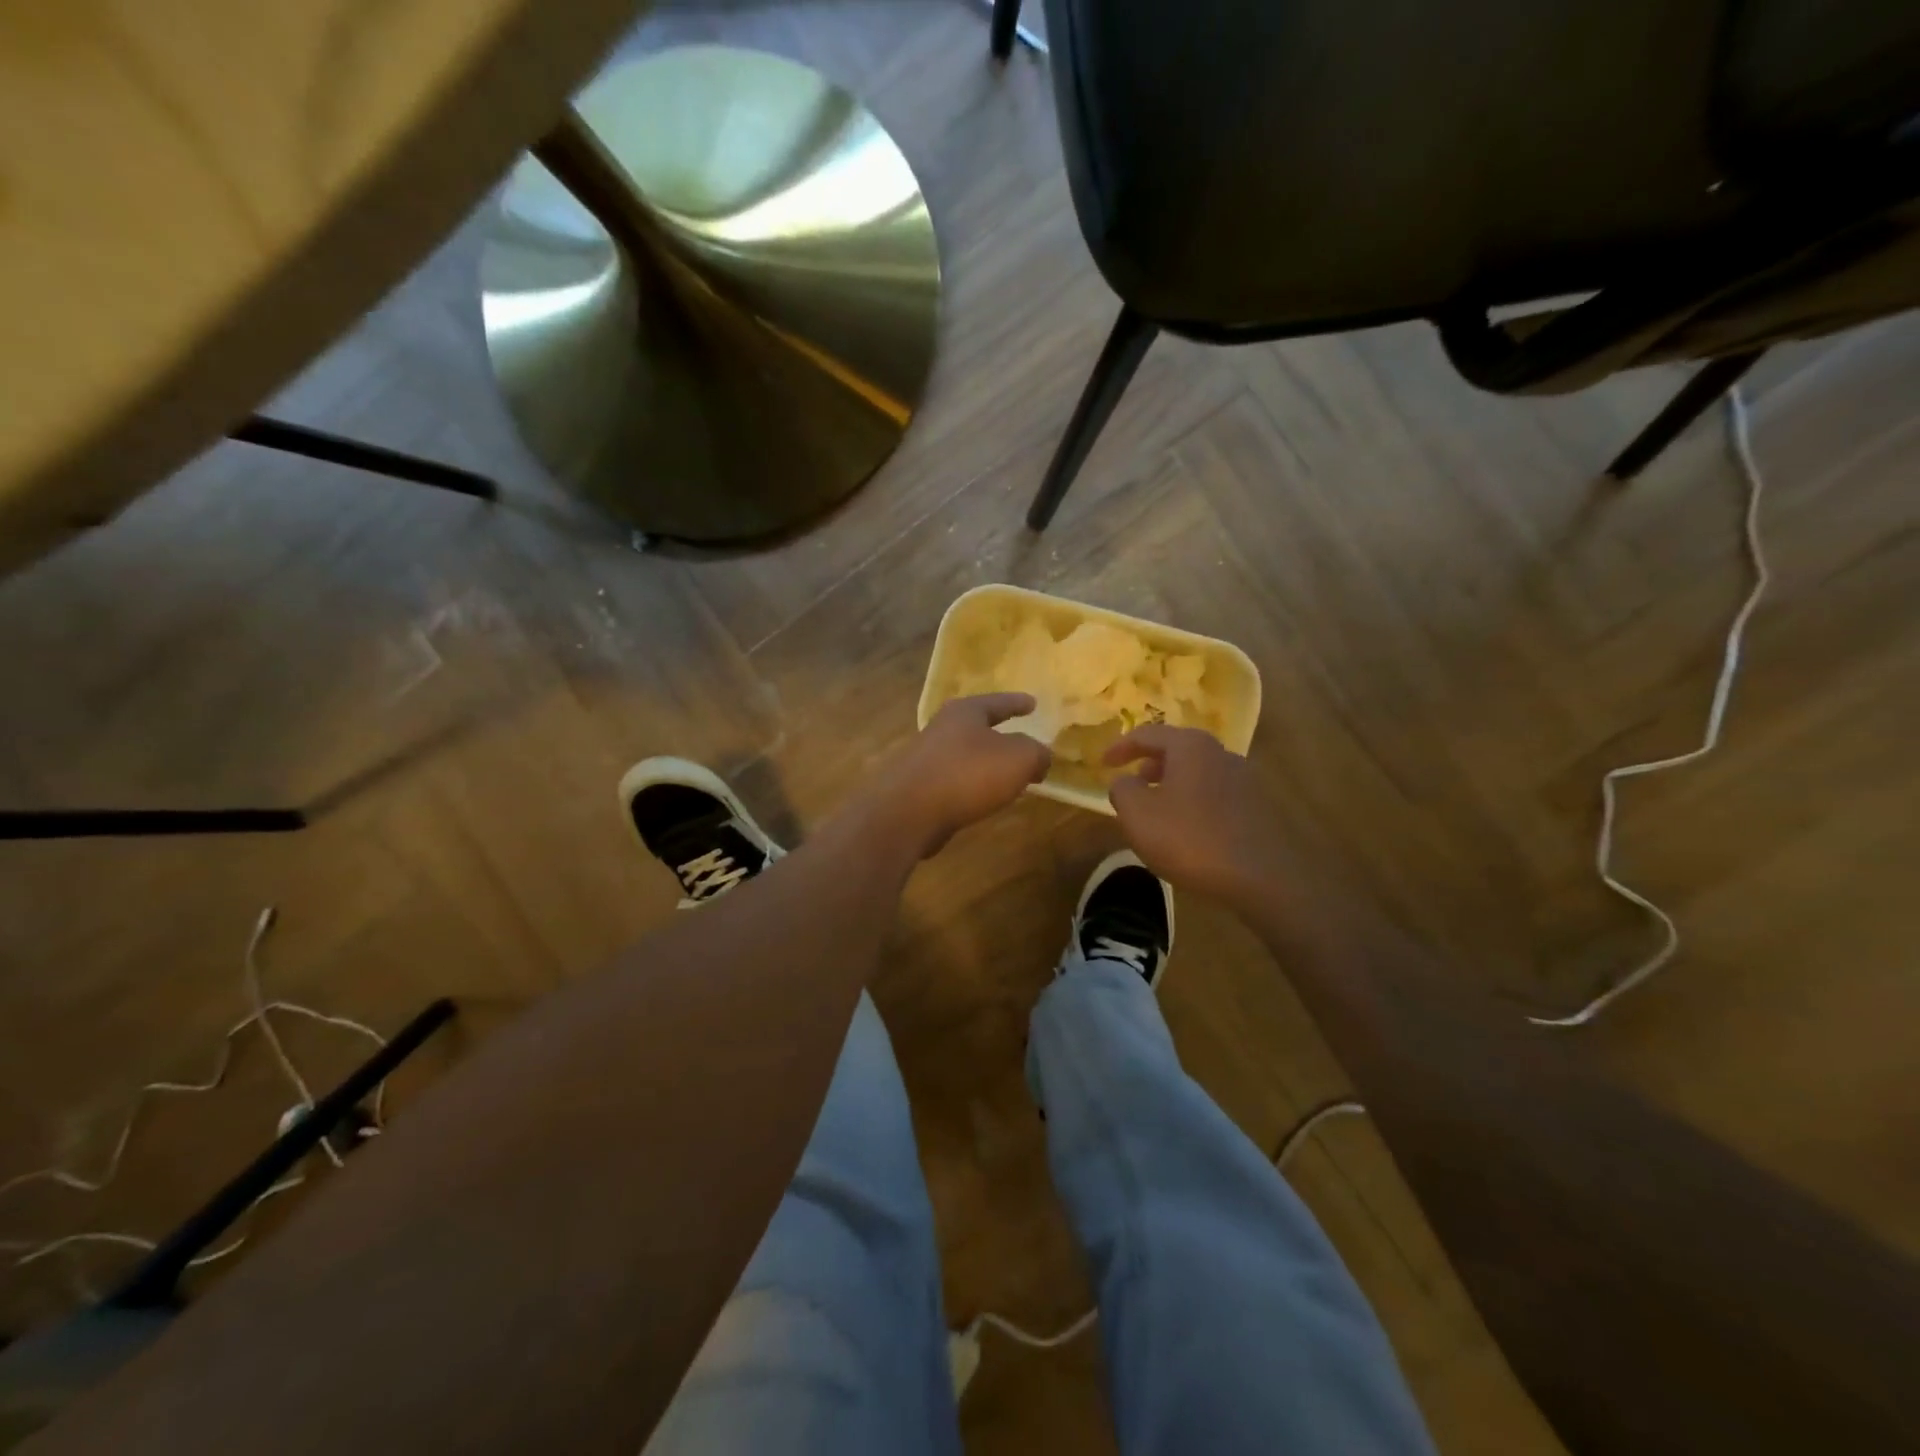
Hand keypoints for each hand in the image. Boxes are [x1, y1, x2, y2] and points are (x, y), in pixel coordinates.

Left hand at [855, 694, 1051, 858]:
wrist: (908, 812)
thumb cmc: (967, 774)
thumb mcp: (1018, 759)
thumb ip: (1037, 753)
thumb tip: (1040, 757)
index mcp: (965, 712)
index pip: (997, 702)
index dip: (1017, 702)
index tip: (1032, 703)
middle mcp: (941, 729)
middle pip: (976, 727)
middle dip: (999, 734)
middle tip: (1021, 741)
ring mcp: (925, 759)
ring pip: (964, 755)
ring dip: (984, 764)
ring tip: (1006, 776)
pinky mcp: (917, 788)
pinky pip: (954, 781)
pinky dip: (971, 786)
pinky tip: (982, 800)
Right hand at [1104, 725, 1288, 911]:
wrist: (1260, 877)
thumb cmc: (1190, 838)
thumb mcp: (1137, 814)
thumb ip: (1122, 789)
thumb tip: (1125, 781)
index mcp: (1190, 746)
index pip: (1147, 734)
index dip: (1120, 747)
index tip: (1102, 763)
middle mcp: (1220, 753)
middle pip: (1177, 749)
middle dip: (1150, 763)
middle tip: (1132, 782)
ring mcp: (1244, 779)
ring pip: (1197, 772)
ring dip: (1172, 783)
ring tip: (1156, 808)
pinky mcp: (1257, 806)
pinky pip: (1214, 793)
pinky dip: (1193, 800)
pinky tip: (1186, 827)